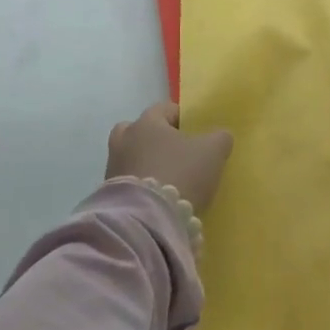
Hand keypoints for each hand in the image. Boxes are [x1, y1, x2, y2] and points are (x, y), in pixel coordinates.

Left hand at [107, 102, 233, 212]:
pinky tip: (157, 198)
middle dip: (154, 139)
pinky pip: (127, 182)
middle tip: (174, 153)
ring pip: (130, 157)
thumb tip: (220, 136)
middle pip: (138, 131)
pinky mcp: (109, 195)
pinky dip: (140, 186)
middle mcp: (125, 140)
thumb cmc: (181, 173)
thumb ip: (219, 138)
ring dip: (145, 164)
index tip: (195, 131)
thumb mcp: (213, 151)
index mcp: (147, 122)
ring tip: (167, 179)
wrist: (148, 220)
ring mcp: (113, 168)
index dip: (181, 117)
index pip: (164, 109)